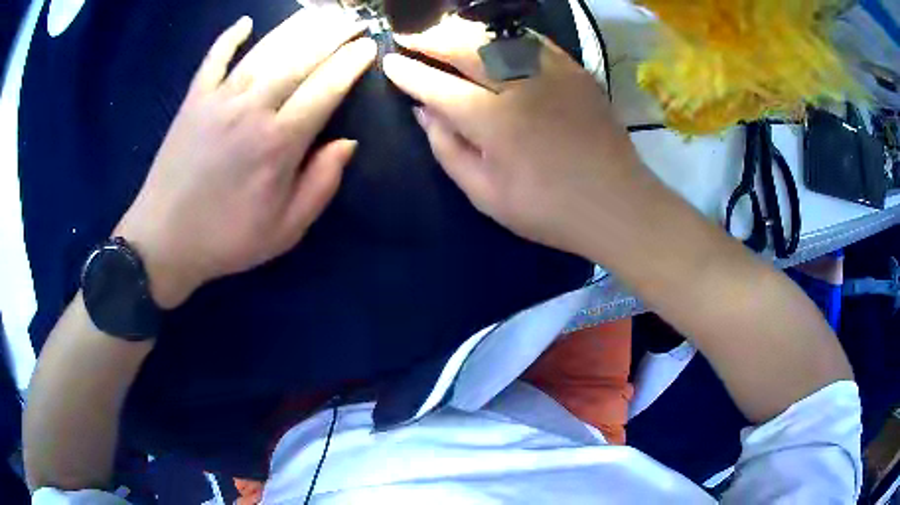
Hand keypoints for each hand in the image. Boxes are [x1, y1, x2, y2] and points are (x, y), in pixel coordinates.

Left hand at [115, 9, 376, 307]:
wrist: (163, 241)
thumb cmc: (227, 240)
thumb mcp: (285, 230)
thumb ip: (321, 185)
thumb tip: (348, 142)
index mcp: (279, 143)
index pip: (327, 88)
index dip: (352, 63)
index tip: (370, 45)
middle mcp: (252, 109)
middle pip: (301, 58)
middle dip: (334, 33)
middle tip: (355, 20)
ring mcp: (219, 99)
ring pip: (265, 50)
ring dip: (297, 26)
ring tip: (322, 12)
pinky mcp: (193, 100)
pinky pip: (214, 58)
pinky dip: (229, 37)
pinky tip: (245, 22)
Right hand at [384, 17, 644, 257]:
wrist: (616, 203)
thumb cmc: (548, 210)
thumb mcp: (486, 196)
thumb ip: (448, 150)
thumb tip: (423, 112)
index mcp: (494, 122)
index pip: (437, 86)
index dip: (409, 73)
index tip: (390, 62)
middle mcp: (519, 86)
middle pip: (464, 47)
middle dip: (430, 38)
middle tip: (408, 35)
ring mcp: (551, 73)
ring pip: (495, 36)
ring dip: (461, 30)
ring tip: (440, 31)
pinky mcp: (575, 70)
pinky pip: (531, 40)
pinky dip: (502, 34)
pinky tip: (489, 37)